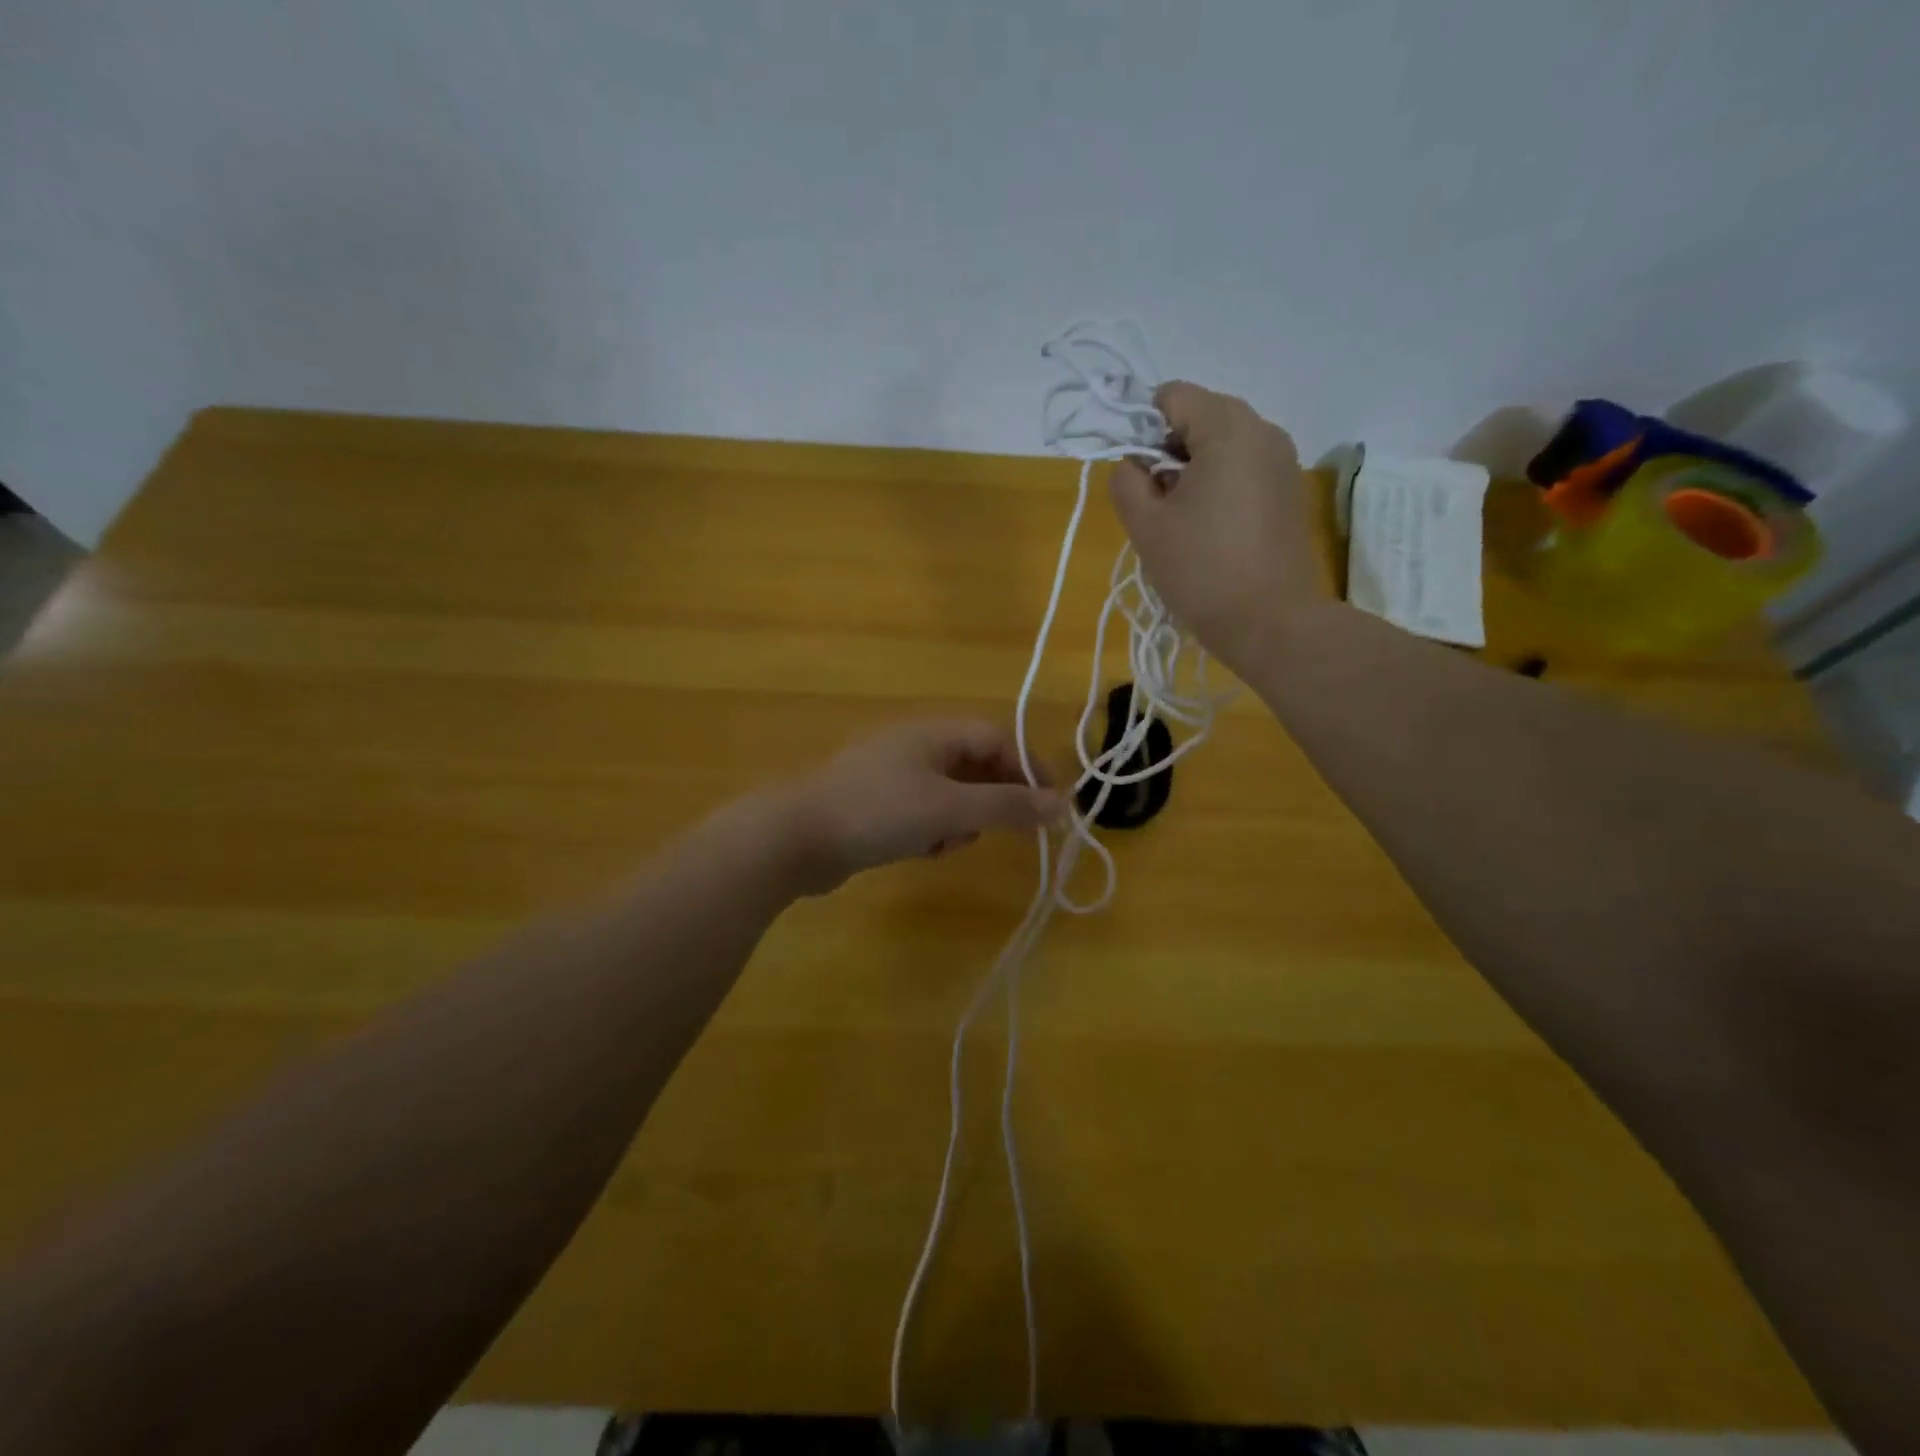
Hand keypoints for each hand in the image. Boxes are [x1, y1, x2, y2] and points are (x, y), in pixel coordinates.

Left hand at [781, 719, 1064, 894]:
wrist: (794, 838)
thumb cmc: (879, 812)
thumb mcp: (951, 808)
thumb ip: (1008, 806)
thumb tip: (1063, 806)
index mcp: (933, 732)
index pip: (998, 738)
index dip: (1028, 769)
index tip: (1047, 807)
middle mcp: (915, 746)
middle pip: (975, 765)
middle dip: (992, 799)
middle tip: (1001, 831)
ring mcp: (892, 776)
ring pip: (950, 794)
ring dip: (960, 820)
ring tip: (946, 843)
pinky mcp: (876, 806)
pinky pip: (922, 813)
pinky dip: (931, 831)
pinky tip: (920, 851)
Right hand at [1108, 382, 1322, 672]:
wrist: (1271, 622)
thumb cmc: (1202, 570)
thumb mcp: (1146, 526)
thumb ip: (1127, 481)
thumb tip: (1135, 464)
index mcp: (1228, 428)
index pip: (1173, 396)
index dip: (1143, 428)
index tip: (1136, 476)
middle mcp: (1263, 431)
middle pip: (1201, 417)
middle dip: (1169, 452)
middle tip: (1158, 505)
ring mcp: (1283, 461)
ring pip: (1223, 446)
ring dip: (1193, 473)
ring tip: (1183, 523)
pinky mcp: (1291, 491)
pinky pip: (1244, 469)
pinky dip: (1220, 487)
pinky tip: (1211, 532)